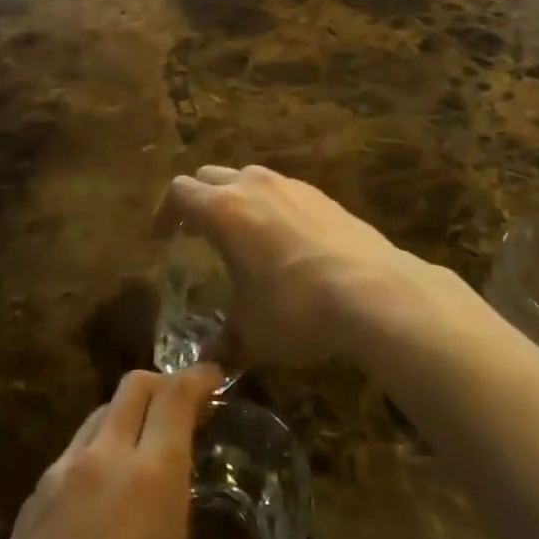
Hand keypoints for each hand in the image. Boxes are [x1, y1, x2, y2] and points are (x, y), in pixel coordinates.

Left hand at [0, 369, 300, 538]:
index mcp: (150, 479)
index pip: (175, 396)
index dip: (198, 377)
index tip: (215, 378)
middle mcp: (101, 462)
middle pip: (132, 388)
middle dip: (163, 386)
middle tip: (187, 411)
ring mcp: (56, 482)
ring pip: (96, 417)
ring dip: (126, 416)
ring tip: (147, 451)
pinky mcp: (27, 509)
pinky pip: (68, 455)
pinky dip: (95, 451)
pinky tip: (104, 498)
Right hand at [154, 166, 419, 367]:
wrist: (375, 291)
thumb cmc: (297, 308)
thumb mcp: (253, 333)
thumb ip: (226, 342)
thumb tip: (209, 362)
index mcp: (223, 210)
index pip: (179, 193)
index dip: (165, 213)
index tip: (163, 237)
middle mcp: (253, 186)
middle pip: (210, 176)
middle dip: (198, 200)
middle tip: (197, 232)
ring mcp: (292, 186)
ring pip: (249, 177)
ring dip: (236, 198)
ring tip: (241, 234)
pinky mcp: (323, 196)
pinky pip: (283, 191)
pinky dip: (271, 206)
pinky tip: (285, 242)